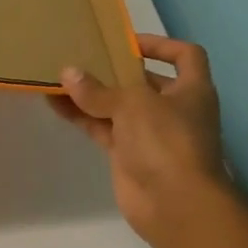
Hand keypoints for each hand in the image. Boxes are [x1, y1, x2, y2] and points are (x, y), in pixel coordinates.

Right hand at [50, 34, 230, 247]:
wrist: (174, 204)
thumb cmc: (166, 140)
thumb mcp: (132, 104)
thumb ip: (98, 90)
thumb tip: (67, 73)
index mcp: (191, 90)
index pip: (185, 56)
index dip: (161, 45)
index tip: (127, 43)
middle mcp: (173, 109)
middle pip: (144, 81)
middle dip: (115, 70)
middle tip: (83, 56)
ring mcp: (149, 133)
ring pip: (117, 106)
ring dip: (91, 94)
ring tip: (60, 77)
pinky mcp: (128, 155)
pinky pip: (101, 128)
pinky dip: (81, 116)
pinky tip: (55, 104)